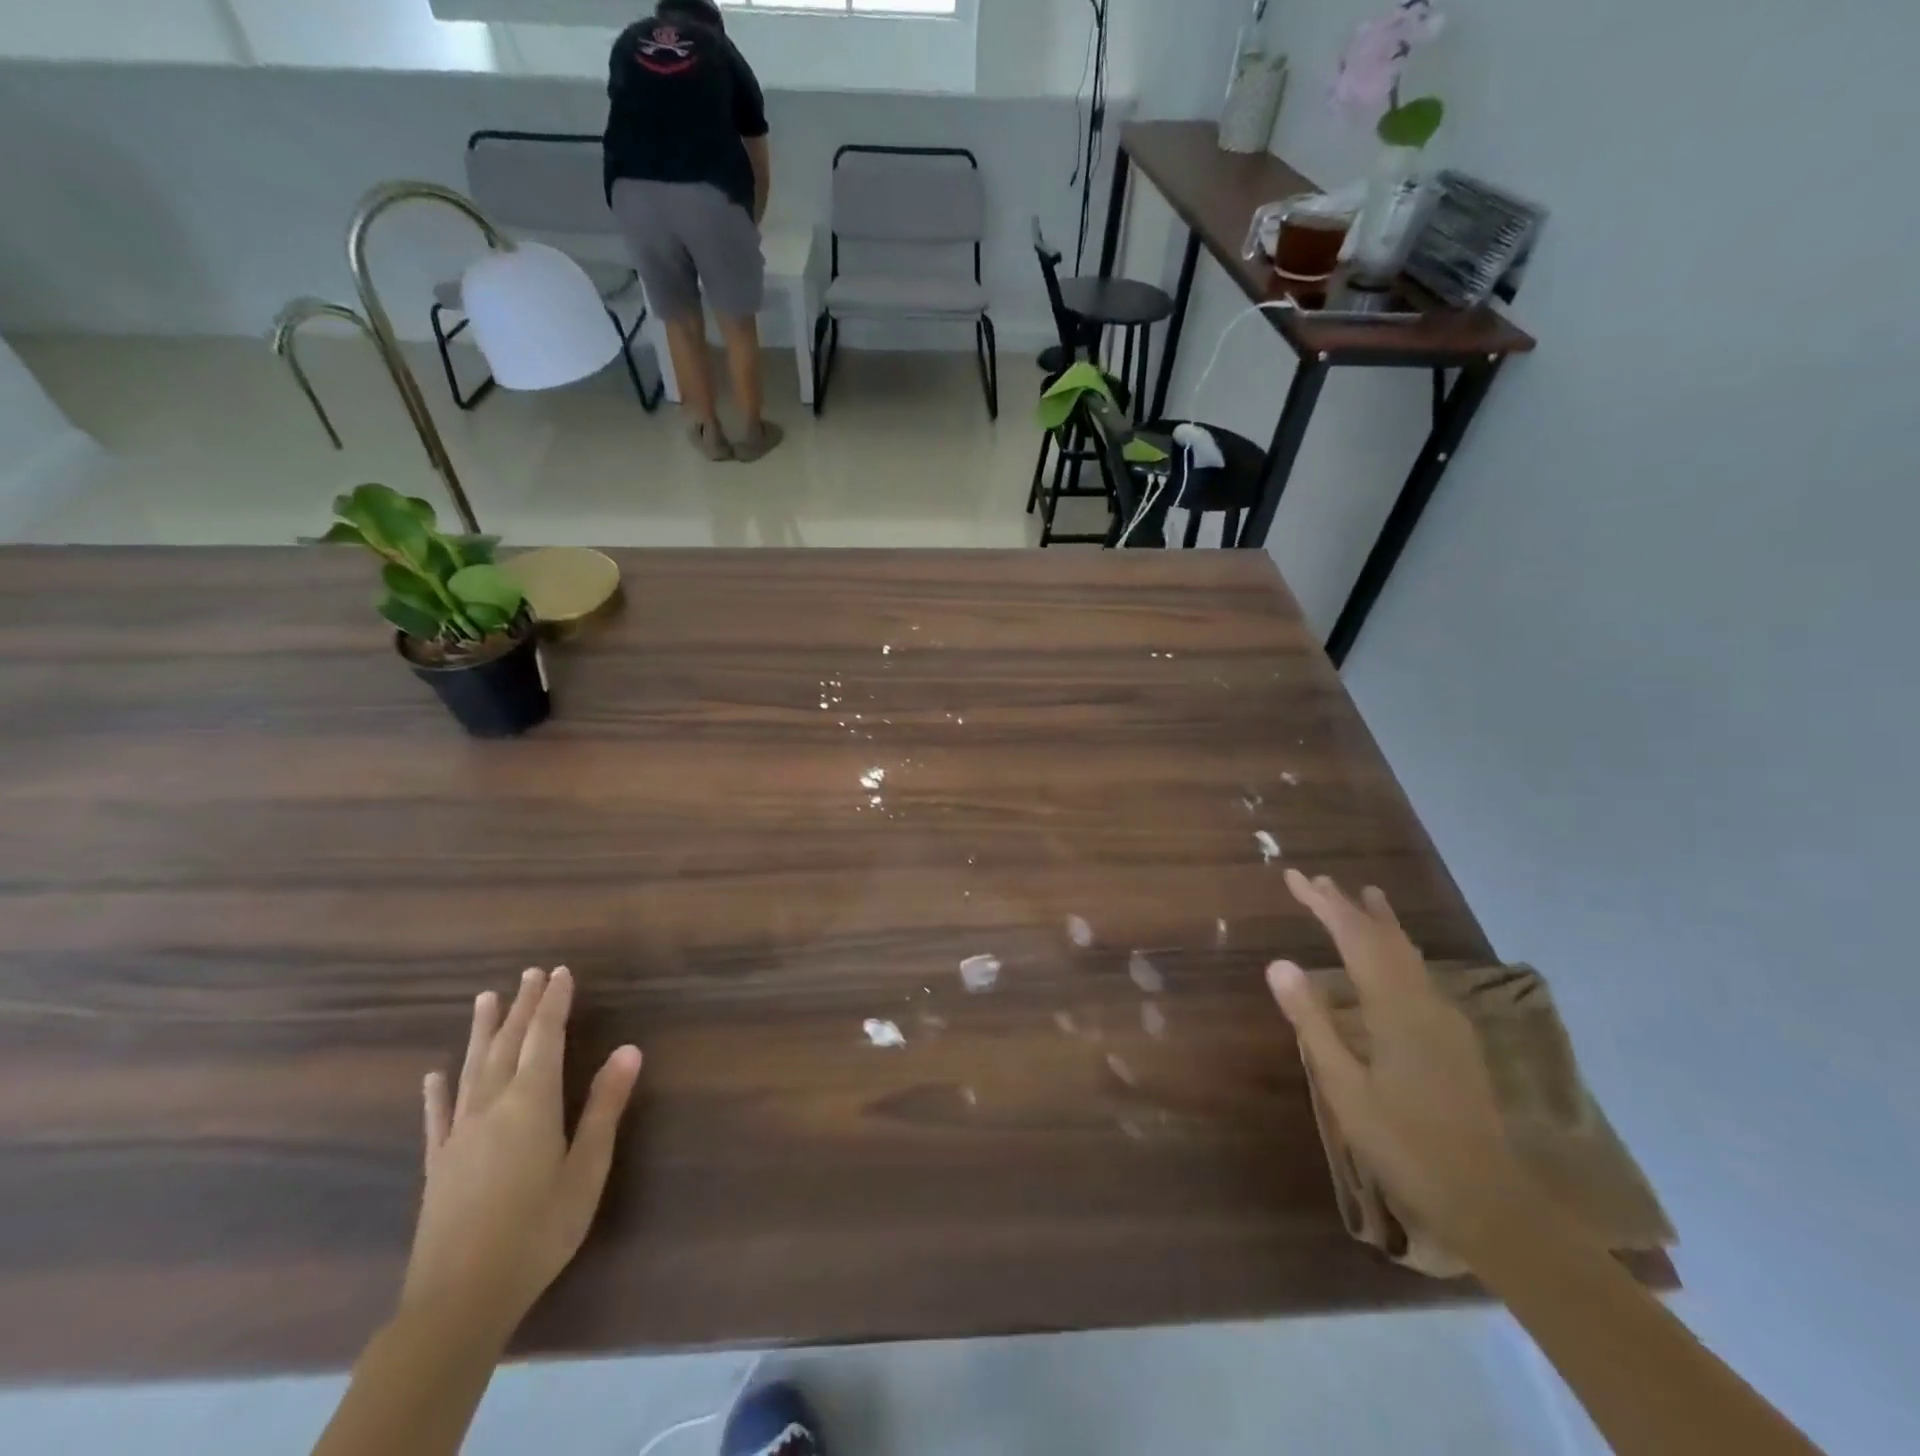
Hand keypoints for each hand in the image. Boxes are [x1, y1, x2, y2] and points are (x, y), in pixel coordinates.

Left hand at [402, 967, 641, 1342]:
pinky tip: (435, 1075)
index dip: (554, 1003)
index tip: (560, 972)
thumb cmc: (538, 1230)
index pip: (544, 1038)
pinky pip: (438, 1116)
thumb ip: (605, 1106)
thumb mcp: (587, 1169)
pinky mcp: (438, 1164)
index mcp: (531, 1102)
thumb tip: (629, 1049)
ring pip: (472, 1068)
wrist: (459, 1300)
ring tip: (487, 998)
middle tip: (532, 973)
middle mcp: (492, 1106)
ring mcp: (458, 1134)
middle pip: (508, 1044)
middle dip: (523, 1006)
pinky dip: (438, 1091)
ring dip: (482, 1031)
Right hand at [1266, 869, 1531, 1253]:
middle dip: (1350, 907)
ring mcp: (1447, 1020)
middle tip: (1318, 880)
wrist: (1488, 1201)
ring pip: (1409, 955)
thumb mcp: (1343, 1086)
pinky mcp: (1456, 1040)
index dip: (1323, 904)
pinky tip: (1394, 960)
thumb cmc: (1403, 1143)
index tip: (1294, 877)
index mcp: (1396, 1008)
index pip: (1355, 938)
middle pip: (1385, 939)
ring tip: (1367, 896)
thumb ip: (1312, 1021)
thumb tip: (1279, 963)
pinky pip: (1420, 975)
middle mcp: (1425, 1002)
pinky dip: (1397, 951)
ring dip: (1380, 924)